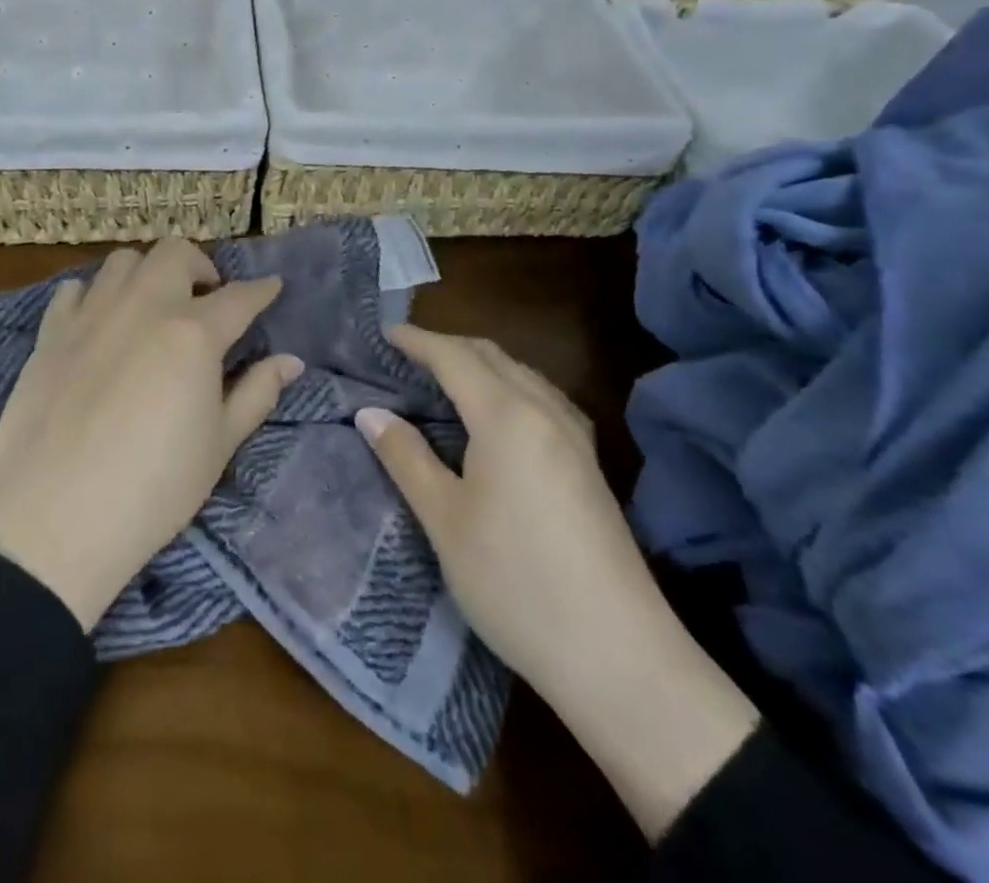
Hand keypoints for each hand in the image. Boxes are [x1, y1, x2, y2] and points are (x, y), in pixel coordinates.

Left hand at [0, 237, 301, 632]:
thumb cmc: (153, 489)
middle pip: (176, 253)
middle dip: (201, 265)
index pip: (239, 297)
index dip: (261, 290)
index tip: (272, 286)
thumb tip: (290, 361)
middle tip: (207, 299)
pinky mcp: (50, 334)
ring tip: (154, 306)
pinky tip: (101, 324)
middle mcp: (143, 307)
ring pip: (123, 261)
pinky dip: (96, 295)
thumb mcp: (219, 445)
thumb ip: (256, 393)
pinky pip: (75, 290)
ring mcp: (91, 315)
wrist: (53, 522)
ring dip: (148, 273)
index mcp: (193, 333)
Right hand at [355, 325, 655, 696]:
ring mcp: (575, 437)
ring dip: (482, 364)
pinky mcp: (590, 463)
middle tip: (408, 353)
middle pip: (493, 356)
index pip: (454, 357)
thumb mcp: (445, 519)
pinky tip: (501, 415)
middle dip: (449, 346)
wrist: (617, 654)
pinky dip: (510, 387)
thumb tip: (371, 413)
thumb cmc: (514, 581)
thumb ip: (406, 457)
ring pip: (522, 374)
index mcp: (506, 415)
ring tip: (447, 378)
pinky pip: (543, 398)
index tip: (385, 333)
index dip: (418, 341)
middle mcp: (545, 411)